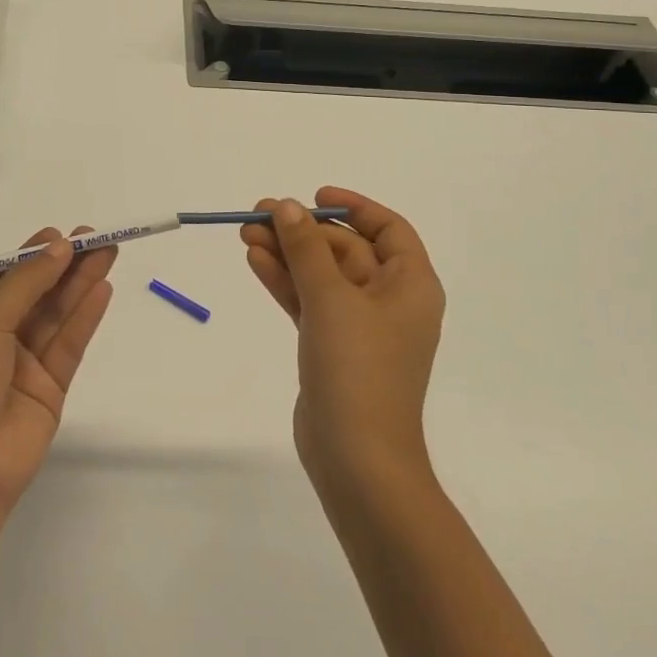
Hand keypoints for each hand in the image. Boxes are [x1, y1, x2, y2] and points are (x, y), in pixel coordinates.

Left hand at [0, 227, 114, 528]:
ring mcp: (25, 366)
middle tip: (98, 238)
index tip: (65, 234)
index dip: (35, 255)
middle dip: (66, 265)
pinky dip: (86, 317)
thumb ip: (26, 285)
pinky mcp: (51, 390)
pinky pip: (70, 345)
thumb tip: (59, 246)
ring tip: (109, 253)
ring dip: (81, 284)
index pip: (7, 278)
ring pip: (58, 316)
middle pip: (39, 293)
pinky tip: (103, 290)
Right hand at [241, 188, 445, 489]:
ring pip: (321, 276)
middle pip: (345, 250)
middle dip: (303, 232)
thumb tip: (287, 206)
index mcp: (410, 284)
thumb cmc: (358, 368)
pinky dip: (285, 282)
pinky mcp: (332, 348)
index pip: (388, 229)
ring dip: (287, 254)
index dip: (353, 207)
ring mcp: (359, 327)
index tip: (314, 196)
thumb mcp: (331, 297)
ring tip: (245, 234)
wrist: (357, 460)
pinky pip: (308, 302)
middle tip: (258, 214)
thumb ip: (306, 248)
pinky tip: (255, 261)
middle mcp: (389, 301)